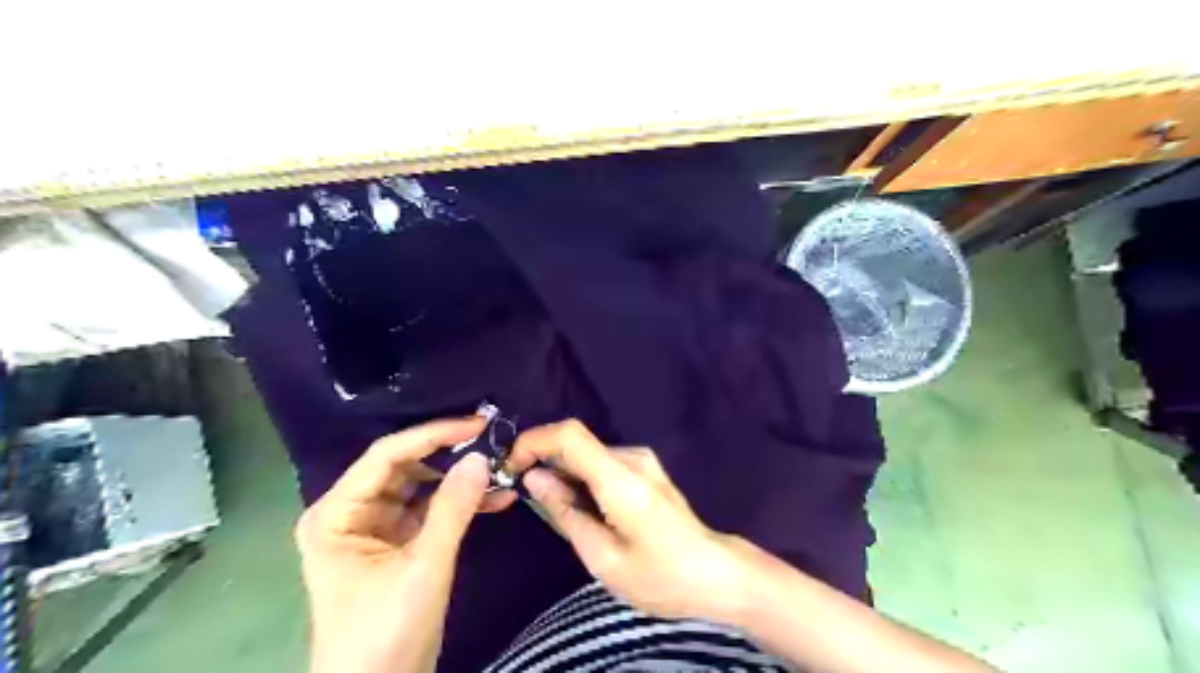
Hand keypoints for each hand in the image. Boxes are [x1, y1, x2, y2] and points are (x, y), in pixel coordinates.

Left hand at [297, 419, 518, 672]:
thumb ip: (453, 508)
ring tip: (502, 468)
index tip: (477, 424)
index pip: (387, 455)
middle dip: (450, 455)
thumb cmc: (385, 633)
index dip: (433, 434)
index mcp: (337, 513)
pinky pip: (431, 510)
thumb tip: (481, 458)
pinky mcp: (397, 543)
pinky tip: (496, 497)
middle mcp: (351, 512)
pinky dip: (460, 504)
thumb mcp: (424, 566)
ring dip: (460, 479)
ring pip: (422, 486)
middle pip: (405, 467)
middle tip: (494, 442)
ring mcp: (375, 528)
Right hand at [505, 421, 769, 620]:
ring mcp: (642, 460)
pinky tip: (582, 508)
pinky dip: (581, 477)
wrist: (715, 574)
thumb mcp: (603, 558)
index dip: (534, 441)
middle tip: (528, 498)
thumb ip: (566, 513)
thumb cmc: (660, 576)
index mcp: (621, 478)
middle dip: (544, 461)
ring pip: (587, 453)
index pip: (569, 434)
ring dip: (563, 472)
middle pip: (576, 442)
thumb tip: (535, 479)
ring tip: (556, 511)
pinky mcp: (646, 468)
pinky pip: (602, 462)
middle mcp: (632, 457)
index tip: (512, 467)